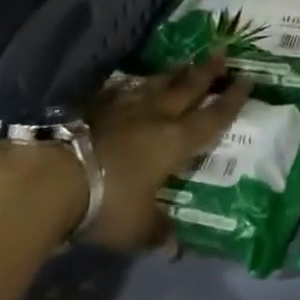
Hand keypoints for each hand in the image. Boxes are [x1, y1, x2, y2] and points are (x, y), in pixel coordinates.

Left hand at [77, 57, 252, 250]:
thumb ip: (157, 231)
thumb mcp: (137, 227)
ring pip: (156, 84)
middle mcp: (156, 117)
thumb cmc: (106, 202)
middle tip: (222, 53)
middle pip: (188, 89)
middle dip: (207, 72)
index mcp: (175, 142)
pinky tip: (131, 83)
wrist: (52, 176)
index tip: (247, 81)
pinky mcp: (93, 106)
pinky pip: (120, 90)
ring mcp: (123, 108)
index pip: (212, 118)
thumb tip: (174, 246)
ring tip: (185, 62)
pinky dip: (131, 85)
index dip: (231, 101)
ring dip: (173, 73)